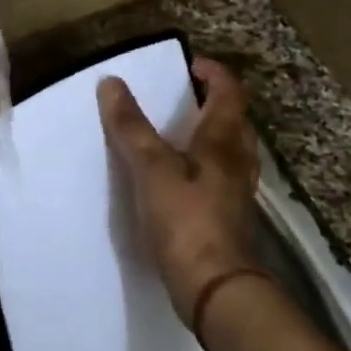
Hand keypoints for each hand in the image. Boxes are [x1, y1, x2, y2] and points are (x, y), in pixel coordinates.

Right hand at [99, 57, 262, 324]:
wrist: (214, 286)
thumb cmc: (185, 218)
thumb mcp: (151, 167)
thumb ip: (131, 126)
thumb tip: (112, 83)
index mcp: (224, 139)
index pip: (228, 90)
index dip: (211, 72)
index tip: (187, 65)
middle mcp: (238, 158)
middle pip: (232, 117)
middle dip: (210, 101)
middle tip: (180, 96)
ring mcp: (237, 188)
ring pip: (229, 147)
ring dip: (209, 132)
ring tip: (177, 133)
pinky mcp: (229, 214)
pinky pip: (220, 174)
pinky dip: (204, 163)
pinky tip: (181, 176)